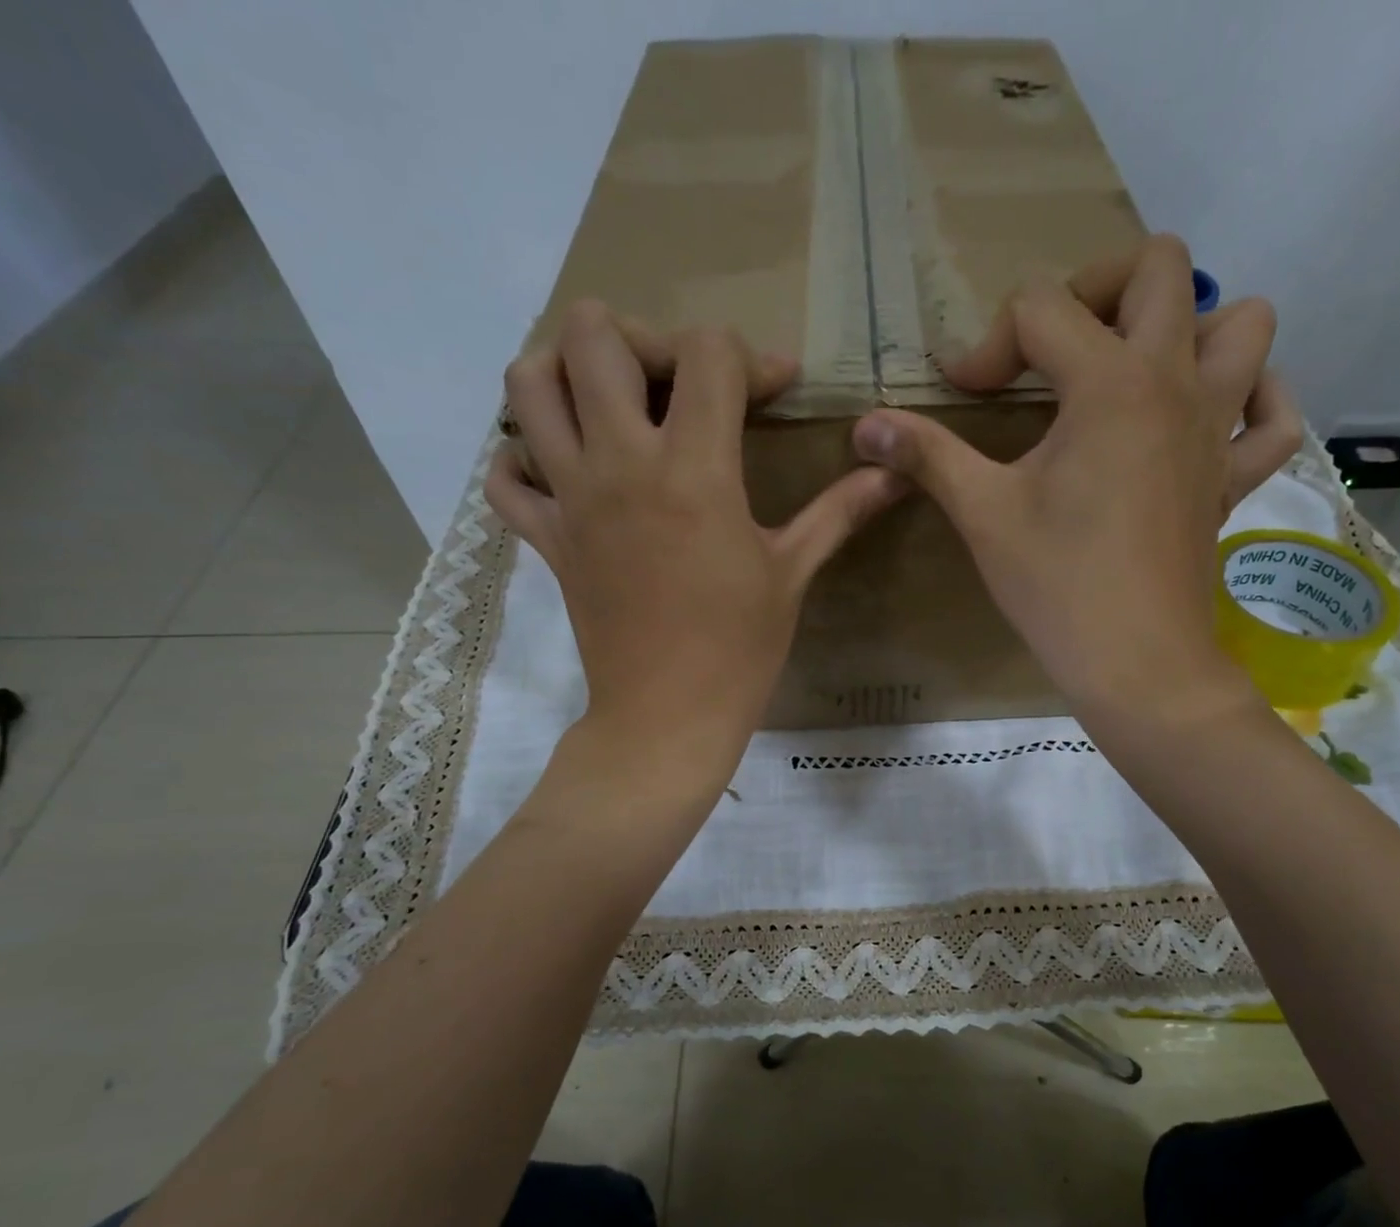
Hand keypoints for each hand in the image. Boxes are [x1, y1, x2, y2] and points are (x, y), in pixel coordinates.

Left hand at [488, 302, 905, 768]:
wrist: (667, 718)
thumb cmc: (739, 650)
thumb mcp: (792, 573)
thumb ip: (840, 511)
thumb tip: (894, 472)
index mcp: (693, 470)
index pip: (707, 353)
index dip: (749, 357)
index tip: (773, 392)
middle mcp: (619, 464)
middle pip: (593, 335)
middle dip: (643, 338)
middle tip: (676, 384)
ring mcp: (570, 498)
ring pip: (530, 383)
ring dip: (568, 374)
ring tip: (611, 405)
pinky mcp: (546, 538)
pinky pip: (504, 476)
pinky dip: (523, 460)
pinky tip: (563, 473)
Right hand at [851, 235, 1300, 728]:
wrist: (1135, 662)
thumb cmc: (1057, 585)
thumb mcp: (983, 514)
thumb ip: (927, 456)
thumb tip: (864, 425)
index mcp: (1109, 382)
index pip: (1041, 307)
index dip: (988, 345)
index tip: (962, 396)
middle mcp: (1175, 382)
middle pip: (1159, 268)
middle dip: (1097, 288)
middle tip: (1056, 349)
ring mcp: (1217, 427)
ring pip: (1243, 323)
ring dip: (1191, 328)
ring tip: (1136, 372)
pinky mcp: (1234, 477)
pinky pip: (1273, 416)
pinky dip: (1254, 400)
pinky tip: (1212, 417)